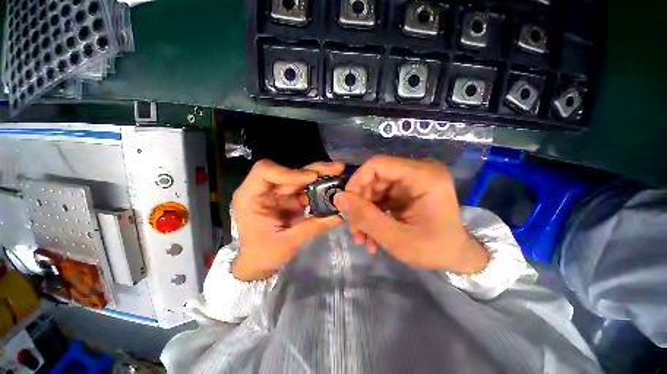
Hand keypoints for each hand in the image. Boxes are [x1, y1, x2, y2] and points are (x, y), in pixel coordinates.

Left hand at [232, 160, 343, 280]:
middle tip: (337, 168)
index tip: (311, 178)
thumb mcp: (287, 243)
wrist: (259, 262)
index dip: (288, 172)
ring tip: (339, 174)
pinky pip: (306, 190)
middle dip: (314, 170)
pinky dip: (320, 189)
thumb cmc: (263, 254)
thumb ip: (312, 227)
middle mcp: (265, 190)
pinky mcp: (290, 199)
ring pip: (301, 178)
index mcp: (251, 196)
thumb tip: (338, 217)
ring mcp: (279, 194)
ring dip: (320, 176)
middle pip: (290, 172)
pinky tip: (333, 188)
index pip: (265, 172)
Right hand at [334, 156, 488, 273]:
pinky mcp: (407, 190)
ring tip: (362, 237)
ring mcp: (412, 181)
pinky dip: (373, 214)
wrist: (458, 257)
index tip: (346, 205)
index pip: (378, 164)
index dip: (357, 181)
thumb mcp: (397, 239)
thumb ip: (366, 217)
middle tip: (354, 228)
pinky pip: (381, 197)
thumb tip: (338, 198)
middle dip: (360, 203)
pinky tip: (371, 234)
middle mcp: (419, 171)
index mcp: (424, 176)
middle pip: (375, 177)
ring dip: (365, 212)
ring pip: (375, 188)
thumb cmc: (436, 250)